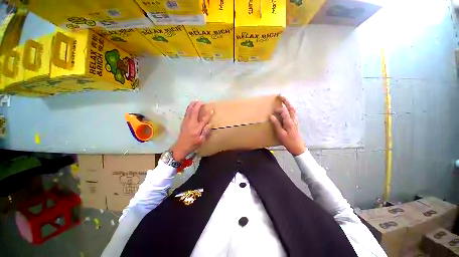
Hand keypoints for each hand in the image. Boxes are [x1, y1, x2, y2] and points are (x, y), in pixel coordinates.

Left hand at [171, 101, 212, 161]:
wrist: (180, 147)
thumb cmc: (192, 144)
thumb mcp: (201, 141)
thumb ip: (205, 132)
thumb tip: (210, 124)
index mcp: (197, 129)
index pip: (203, 119)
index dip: (208, 114)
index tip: (211, 110)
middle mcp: (191, 123)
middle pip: (194, 111)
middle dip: (197, 105)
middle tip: (201, 102)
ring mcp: (186, 122)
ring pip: (189, 111)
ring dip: (192, 105)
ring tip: (196, 101)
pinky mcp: (183, 122)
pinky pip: (186, 113)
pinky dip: (189, 108)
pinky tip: (191, 107)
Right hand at [270, 96, 305, 155]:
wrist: (298, 147)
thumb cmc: (288, 141)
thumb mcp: (280, 134)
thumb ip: (276, 124)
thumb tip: (272, 116)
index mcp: (289, 122)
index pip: (284, 112)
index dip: (278, 110)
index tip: (273, 111)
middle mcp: (293, 120)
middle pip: (291, 108)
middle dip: (286, 101)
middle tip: (280, 96)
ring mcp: (295, 121)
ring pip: (293, 110)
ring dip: (288, 104)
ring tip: (283, 100)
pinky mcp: (295, 123)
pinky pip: (293, 113)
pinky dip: (289, 109)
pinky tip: (287, 110)